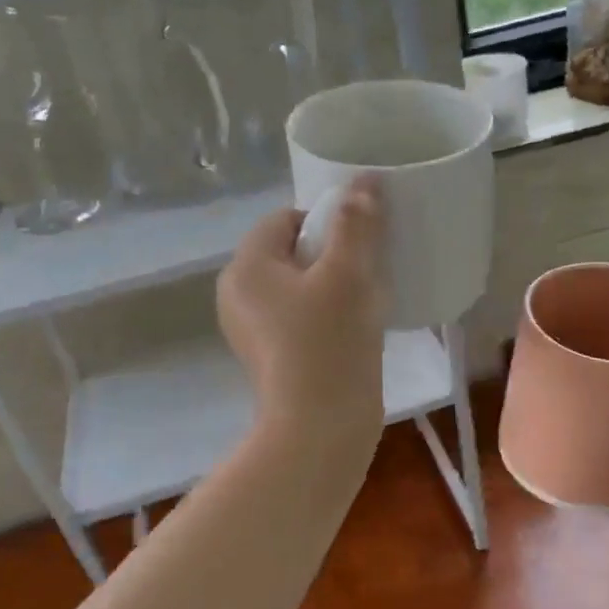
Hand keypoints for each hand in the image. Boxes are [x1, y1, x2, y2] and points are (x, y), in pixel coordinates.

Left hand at [218, 176, 385, 442]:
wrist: (320, 429)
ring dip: (335, 286)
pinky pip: (300, 319)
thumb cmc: (330, 343)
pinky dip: (327, 316)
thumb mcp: (349, 274)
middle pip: (292, 253)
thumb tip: (365, 180)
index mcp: (246, 267)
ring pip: (299, 288)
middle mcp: (239, 295)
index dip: (327, 220)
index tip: (361, 243)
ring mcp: (252, 331)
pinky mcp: (272, 358)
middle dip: (334, 255)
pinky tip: (355, 332)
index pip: (285, 219)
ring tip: (368, 302)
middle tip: (369, 272)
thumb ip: (357, 222)